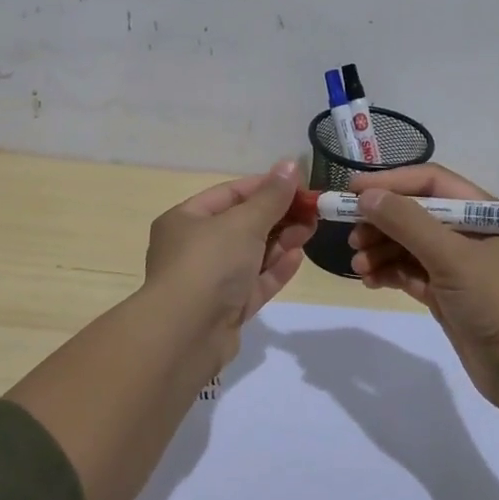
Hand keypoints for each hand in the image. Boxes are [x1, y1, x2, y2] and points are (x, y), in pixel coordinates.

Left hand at [144, 161, 314, 357]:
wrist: (185, 335)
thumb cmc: (209, 264)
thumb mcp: (243, 222)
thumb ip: (271, 197)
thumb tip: (289, 164)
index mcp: (185, 220)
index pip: (229, 194)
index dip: (265, 187)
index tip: (300, 185)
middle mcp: (193, 248)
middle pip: (241, 225)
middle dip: (278, 216)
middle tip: (313, 211)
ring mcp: (209, 282)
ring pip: (250, 255)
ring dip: (280, 242)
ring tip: (311, 230)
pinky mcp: (225, 310)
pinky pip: (253, 283)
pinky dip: (274, 270)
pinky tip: (298, 257)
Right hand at [347, 164, 498, 410]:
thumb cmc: (496, 301)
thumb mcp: (451, 256)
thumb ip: (407, 222)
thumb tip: (367, 196)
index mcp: (482, 213)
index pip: (430, 183)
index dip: (391, 182)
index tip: (353, 190)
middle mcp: (470, 234)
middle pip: (415, 214)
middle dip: (381, 222)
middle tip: (352, 236)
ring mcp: (459, 267)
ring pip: (409, 246)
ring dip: (381, 250)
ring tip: (359, 265)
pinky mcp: (447, 296)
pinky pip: (410, 274)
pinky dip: (389, 273)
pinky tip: (370, 280)